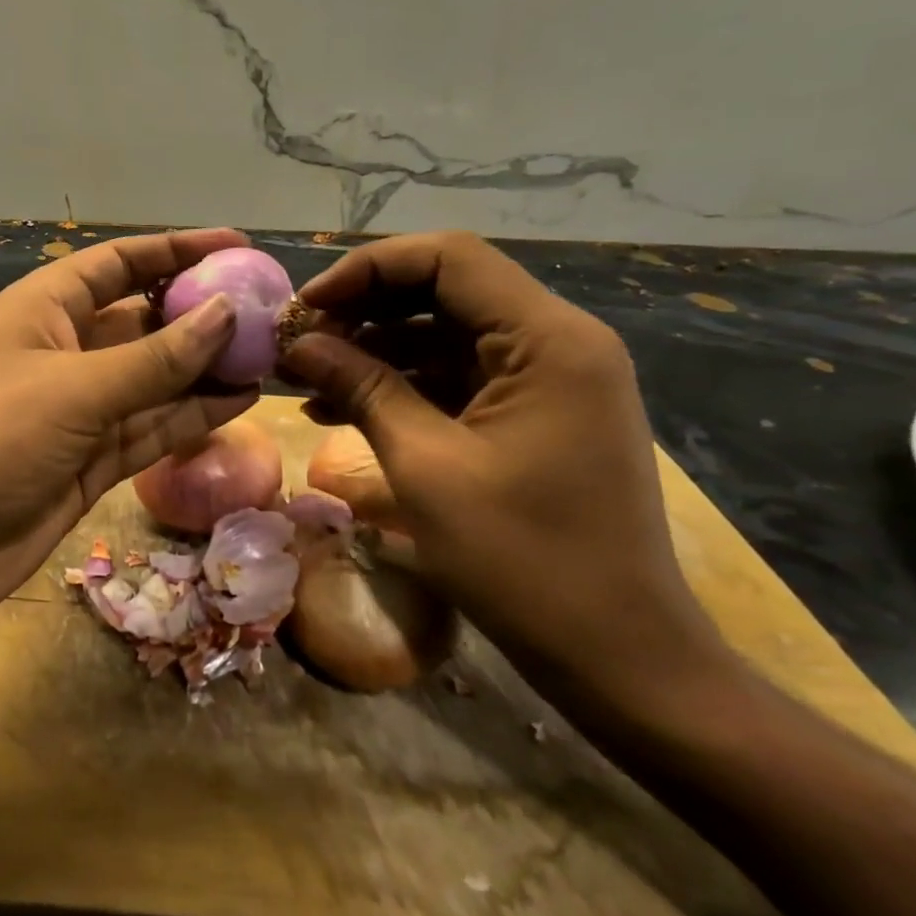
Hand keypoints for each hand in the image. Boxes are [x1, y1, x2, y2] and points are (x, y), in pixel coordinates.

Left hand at [0, 229, 259, 667]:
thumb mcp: (72, 390)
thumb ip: (155, 358)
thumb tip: (228, 312)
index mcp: (46, 309)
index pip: (120, 263)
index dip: (176, 249)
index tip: (238, 246)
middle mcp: (65, 351)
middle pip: (145, 320)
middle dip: (203, 313)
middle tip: (272, 311)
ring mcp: (79, 410)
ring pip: (156, 378)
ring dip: (207, 368)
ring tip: (273, 355)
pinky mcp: (90, 462)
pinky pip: (151, 428)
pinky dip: (192, 416)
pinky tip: (241, 400)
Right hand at [280, 231, 736, 718]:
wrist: (619, 657)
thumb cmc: (524, 560)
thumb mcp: (426, 466)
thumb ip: (361, 388)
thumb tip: (297, 343)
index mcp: (548, 340)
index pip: (447, 258)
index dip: (366, 270)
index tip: (306, 307)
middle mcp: (556, 342)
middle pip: (443, 291)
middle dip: (362, 311)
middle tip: (296, 343)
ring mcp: (546, 380)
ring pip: (442, 334)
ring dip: (372, 350)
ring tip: (304, 379)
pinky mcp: (532, 415)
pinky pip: (454, 378)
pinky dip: (399, 386)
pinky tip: (339, 409)